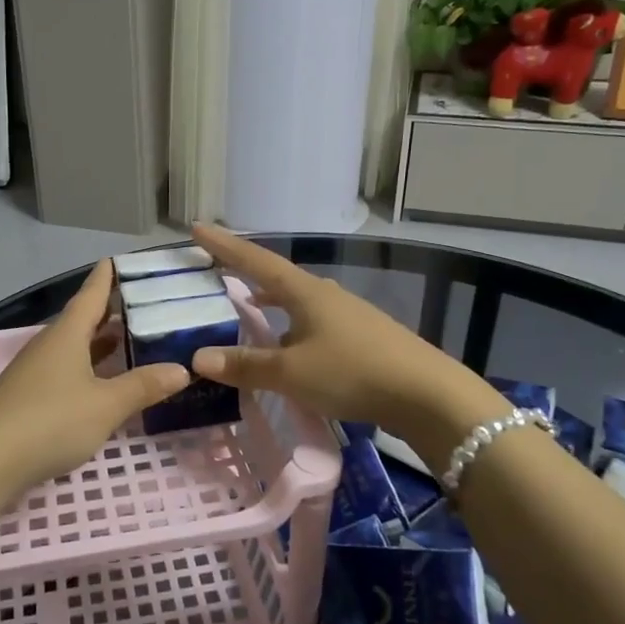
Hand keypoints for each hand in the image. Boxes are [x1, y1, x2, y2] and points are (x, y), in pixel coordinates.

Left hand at [0, 260, 188, 498]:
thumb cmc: (50, 421)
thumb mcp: (106, 405)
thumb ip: (143, 386)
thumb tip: (181, 369)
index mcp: (66, 335)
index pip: (90, 296)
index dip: (105, 278)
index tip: (115, 259)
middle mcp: (48, 346)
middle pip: (81, 322)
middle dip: (108, 313)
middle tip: (141, 305)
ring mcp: (33, 373)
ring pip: (72, 349)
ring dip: (98, 344)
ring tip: (128, 340)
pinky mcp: (26, 399)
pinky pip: (64, 372)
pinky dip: (87, 369)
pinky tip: (100, 383)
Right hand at [187, 225, 491, 446]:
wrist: (428, 395)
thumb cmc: (353, 373)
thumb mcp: (292, 372)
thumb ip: (246, 366)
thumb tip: (197, 358)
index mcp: (305, 292)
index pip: (255, 261)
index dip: (224, 246)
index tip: (196, 227)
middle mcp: (325, 295)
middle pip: (277, 277)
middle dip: (247, 273)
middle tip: (219, 270)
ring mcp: (347, 315)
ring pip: (298, 302)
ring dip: (271, 303)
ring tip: (250, 308)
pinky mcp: (362, 338)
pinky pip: (313, 324)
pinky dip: (291, 327)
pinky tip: (289, 348)